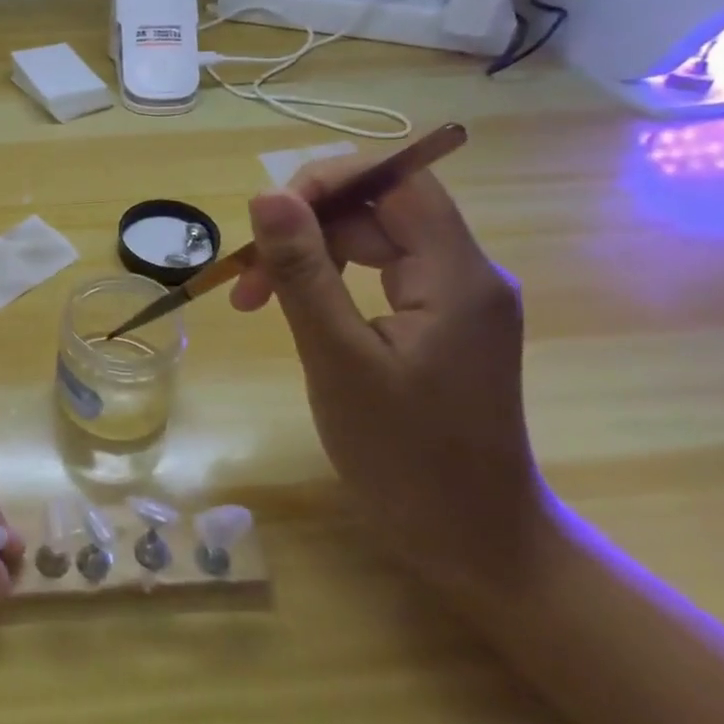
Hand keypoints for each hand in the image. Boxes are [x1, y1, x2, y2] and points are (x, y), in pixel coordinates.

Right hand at [231, 159, 546, 587]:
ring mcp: (455, 301)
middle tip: (248, 283)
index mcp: (456, 274)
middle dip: (307, 230)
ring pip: (374, 243)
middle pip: (379, 211)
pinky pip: (380, 277)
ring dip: (312, 258)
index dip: (329, 180)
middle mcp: (465, 274)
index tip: (267, 217)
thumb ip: (304, 272)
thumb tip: (267, 196)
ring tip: (259, 302)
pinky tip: (300, 313)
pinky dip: (332, 284)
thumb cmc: (406, 458)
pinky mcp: (441, 325)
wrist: (475, 543)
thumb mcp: (339, 359)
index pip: (396, 180)